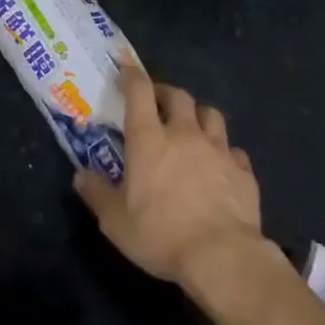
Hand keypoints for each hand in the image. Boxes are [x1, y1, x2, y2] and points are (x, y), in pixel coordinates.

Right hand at [73, 65, 264, 292]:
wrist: (223, 257)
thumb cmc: (161, 236)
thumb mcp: (116, 222)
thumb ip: (97, 194)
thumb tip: (80, 175)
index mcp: (149, 140)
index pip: (139, 91)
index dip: (132, 74)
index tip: (126, 67)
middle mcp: (184, 134)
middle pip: (178, 96)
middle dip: (166, 93)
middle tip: (158, 103)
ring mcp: (218, 150)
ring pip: (211, 114)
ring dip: (198, 116)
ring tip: (192, 128)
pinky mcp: (243, 171)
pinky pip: (233, 150)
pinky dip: (224, 152)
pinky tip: (220, 167)